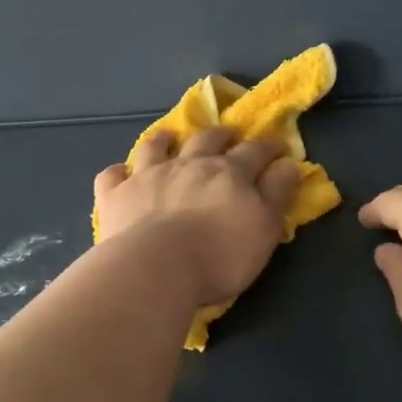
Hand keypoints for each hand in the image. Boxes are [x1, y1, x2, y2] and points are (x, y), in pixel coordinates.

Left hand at [95, 128, 299, 307]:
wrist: (157, 267)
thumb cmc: (220, 255)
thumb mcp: (265, 228)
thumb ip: (277, 194)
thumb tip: (289, 164)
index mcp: (228, 173)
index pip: (254, 152)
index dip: (268, 147)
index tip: (277, 146)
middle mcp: (188, 164)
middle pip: (206, 140)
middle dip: (220, 134)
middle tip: (228, 133)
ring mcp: (148, 176)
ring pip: (155, 147)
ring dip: (164, 139)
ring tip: (168, 136)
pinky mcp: (116, 195)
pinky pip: (112, 176)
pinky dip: (118, 172)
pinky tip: (121, 175)